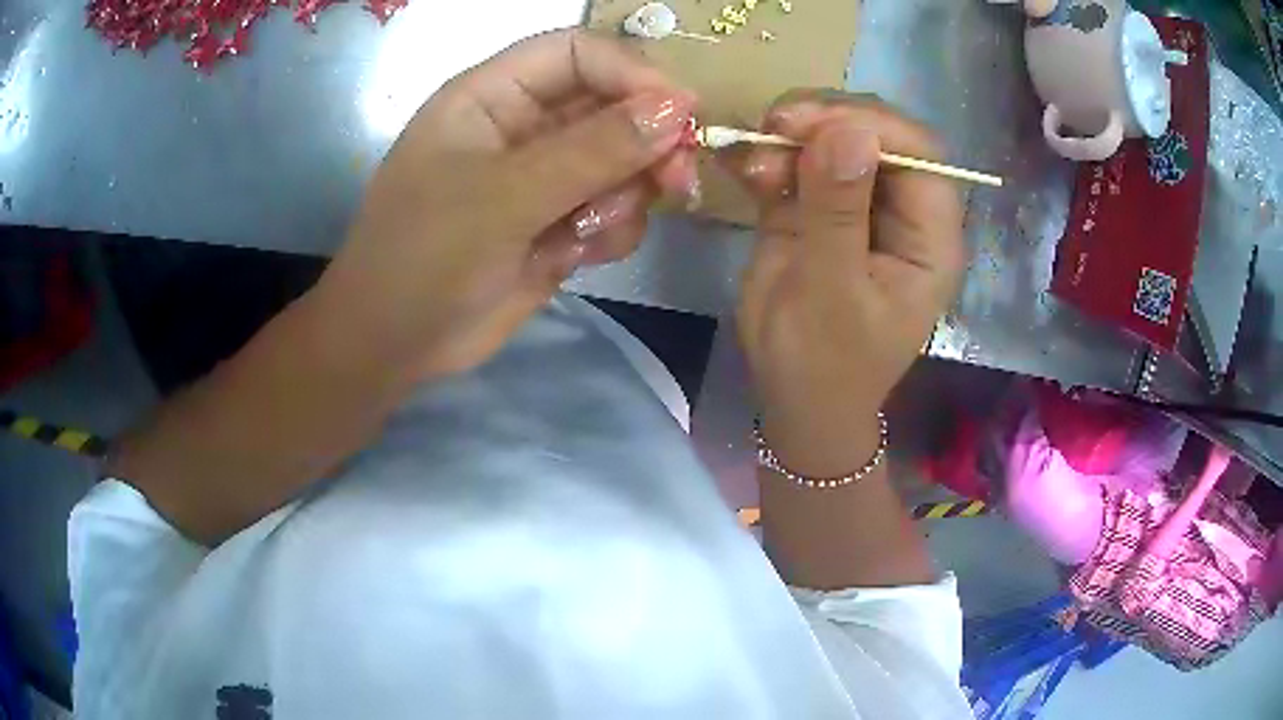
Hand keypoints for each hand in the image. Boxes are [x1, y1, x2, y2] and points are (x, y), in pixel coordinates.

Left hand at [312, 29, 698, 379]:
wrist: (395, 345)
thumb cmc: (424, 256)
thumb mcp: (502, 197)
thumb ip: (592, 151)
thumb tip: (677, 109)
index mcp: (492, 96)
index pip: (576, 53)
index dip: (630, 71)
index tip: (681, 112)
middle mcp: (523, 127)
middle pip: (611, 106)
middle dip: (647, 142)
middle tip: (676, 180)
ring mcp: (544, 177)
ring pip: (622, 162)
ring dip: (627, 195)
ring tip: (592, 233)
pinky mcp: (558, 224)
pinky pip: (614, 211)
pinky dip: (612, 232)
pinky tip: (578, 257)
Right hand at [724, 94, 965, 475]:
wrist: (794, 401)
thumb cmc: (823, 363)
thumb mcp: (830, 292)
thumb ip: (838, 211)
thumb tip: (848, 129)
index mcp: (929, 238)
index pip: (919, 153)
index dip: (870, 125)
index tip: (808, 125)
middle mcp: (901, 211)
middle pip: (877, 134)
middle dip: (824, 122)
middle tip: (772, 131)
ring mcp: (859, 205)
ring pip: (834, 139)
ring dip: (790, 136)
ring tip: (752, 156)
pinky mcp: (821, 207)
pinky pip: (800, 162)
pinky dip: (769, 155)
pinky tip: (742, 164)